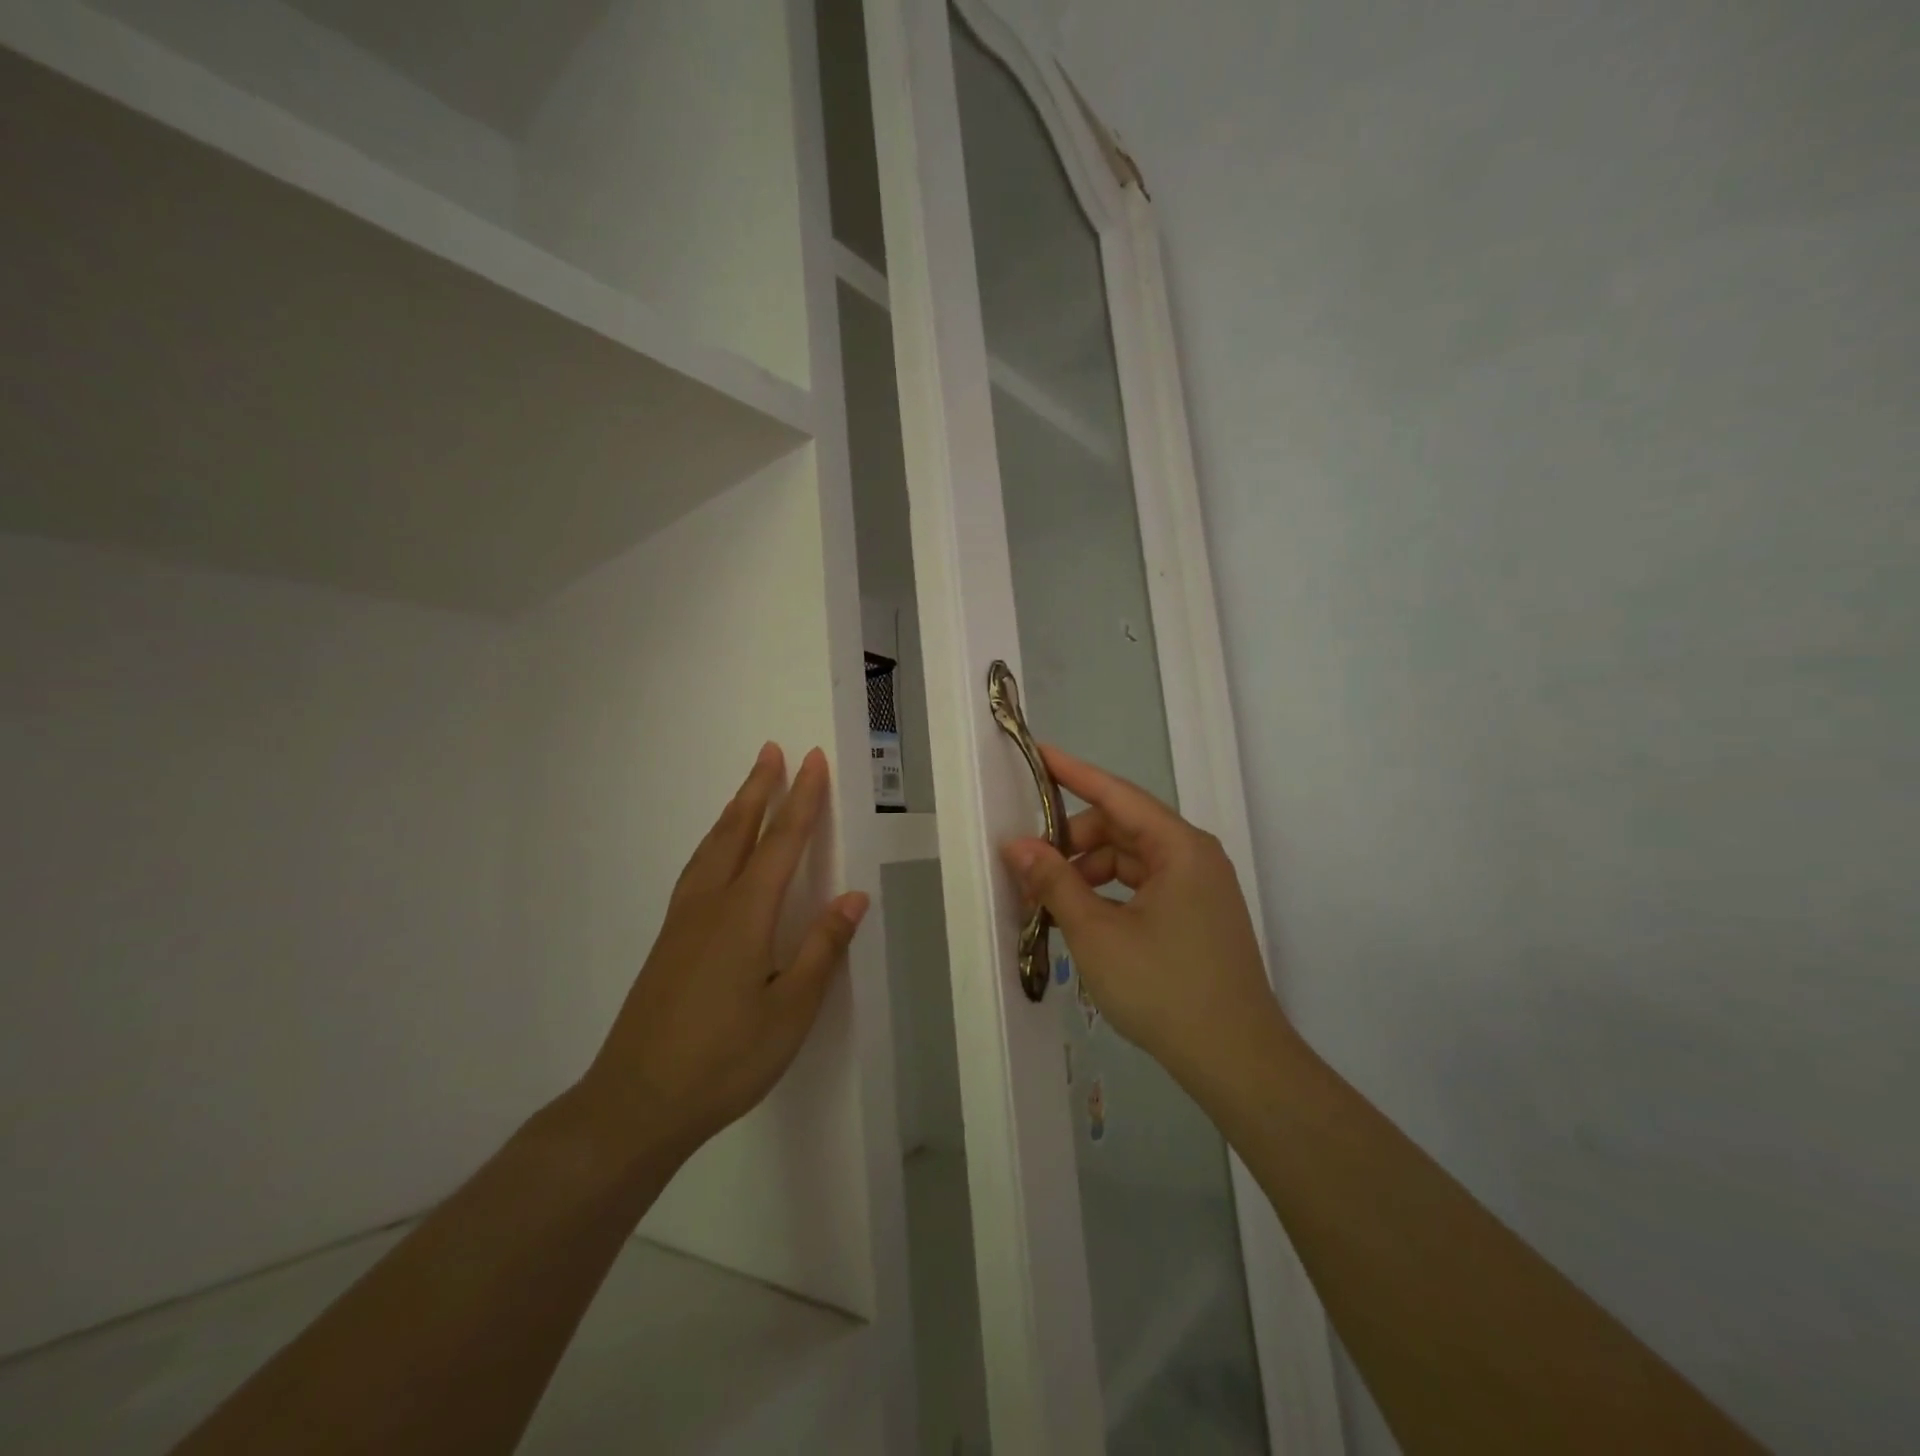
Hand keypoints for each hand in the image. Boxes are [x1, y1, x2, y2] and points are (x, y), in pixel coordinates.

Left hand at [577, 744, 867, 1158]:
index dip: (802, 799)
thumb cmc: (724, 1059)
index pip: (782, 842)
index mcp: (745, 914)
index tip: (813, 761)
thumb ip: (822, 948)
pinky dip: (715, 842)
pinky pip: (697, 870)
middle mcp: (710, 904)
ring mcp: (683, 922)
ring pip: (711, 847)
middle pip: (738, 831)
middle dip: (759, 788)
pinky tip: (716, 854)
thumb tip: (854, 896)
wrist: (635, 1103)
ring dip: (735, 811)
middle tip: (772, 751)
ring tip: (749, 788)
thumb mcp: (790, 1010)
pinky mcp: (668, 942)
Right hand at [1001, 746, 1292, 1086]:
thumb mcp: (1096, 933)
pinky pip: (1143, 888)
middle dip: (1073, 841)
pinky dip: (1109, 894)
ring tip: (1049, 901)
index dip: (1073, 773)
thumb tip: (1017, 845)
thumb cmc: (1164, 988)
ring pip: (1130, 861)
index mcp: (1179, 847)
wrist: (1236, 1061)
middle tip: (1029, 866)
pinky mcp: (1196, 917)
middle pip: (1121, 828)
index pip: (1116, 793)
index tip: (1038, 753)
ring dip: (1088, 872)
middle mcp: (1194, 857)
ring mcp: (1199, 889)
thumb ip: (1054, 882)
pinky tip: (1081, 920)